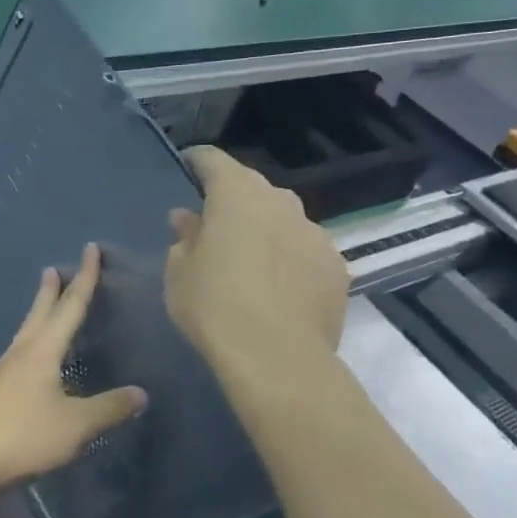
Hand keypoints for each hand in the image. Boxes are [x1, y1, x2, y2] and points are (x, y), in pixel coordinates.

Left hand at [0, 243, 147, 494]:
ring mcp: (4, 372)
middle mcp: (22, 352)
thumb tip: (141, 393)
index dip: (85, 278)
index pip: (70, 306)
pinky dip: (32, 345)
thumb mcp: (75, 424)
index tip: (90, 249)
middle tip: (53, 270)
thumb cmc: (23, 434)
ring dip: (38, 315)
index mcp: (43, 350)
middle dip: (51, 291)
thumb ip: (108, 408)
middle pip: (40, 313)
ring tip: (44, 308)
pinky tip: (34, 362)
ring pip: (26, 333)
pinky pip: (19, 356)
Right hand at [164, 146, 346, 369]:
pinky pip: (306, 251)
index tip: (187, 167)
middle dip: (233, 200)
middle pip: (252, 188)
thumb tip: (189, 219)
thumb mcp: (179, 273)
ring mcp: (315, 233)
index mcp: (236, 194)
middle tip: (215, 225)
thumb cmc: (214, 307)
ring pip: (283, 219)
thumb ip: (185, 237)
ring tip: (251, 260)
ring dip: (266, 230)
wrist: (277, 357)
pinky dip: (291, 259)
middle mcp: (281, 202)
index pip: (213, 160)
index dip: (197, 161)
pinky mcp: (337, 266)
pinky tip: (280, 287)